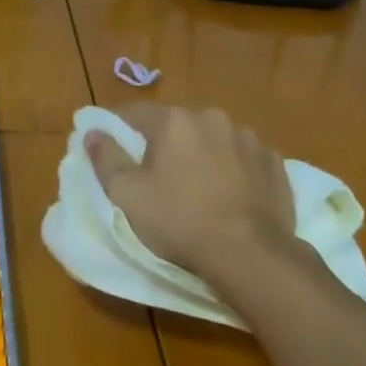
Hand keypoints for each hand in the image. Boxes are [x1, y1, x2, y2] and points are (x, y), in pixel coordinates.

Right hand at [85, 105, 295, 288]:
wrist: (250, 253)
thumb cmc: (179, 221)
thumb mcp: (127, 194)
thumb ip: (105, 158)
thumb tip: (92, 132)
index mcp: (173, 121)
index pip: (135, 112)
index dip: (120, 126)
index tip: (114, 142)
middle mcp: (211, 117)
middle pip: (177, 124)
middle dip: (166, 141)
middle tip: (159, 173)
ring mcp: (247, 137)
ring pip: (213, 138)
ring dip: (203, 152)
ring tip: (199, 185)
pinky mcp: (273, 160)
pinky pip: (244, 156)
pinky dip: (234, 167)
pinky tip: (231, 193)